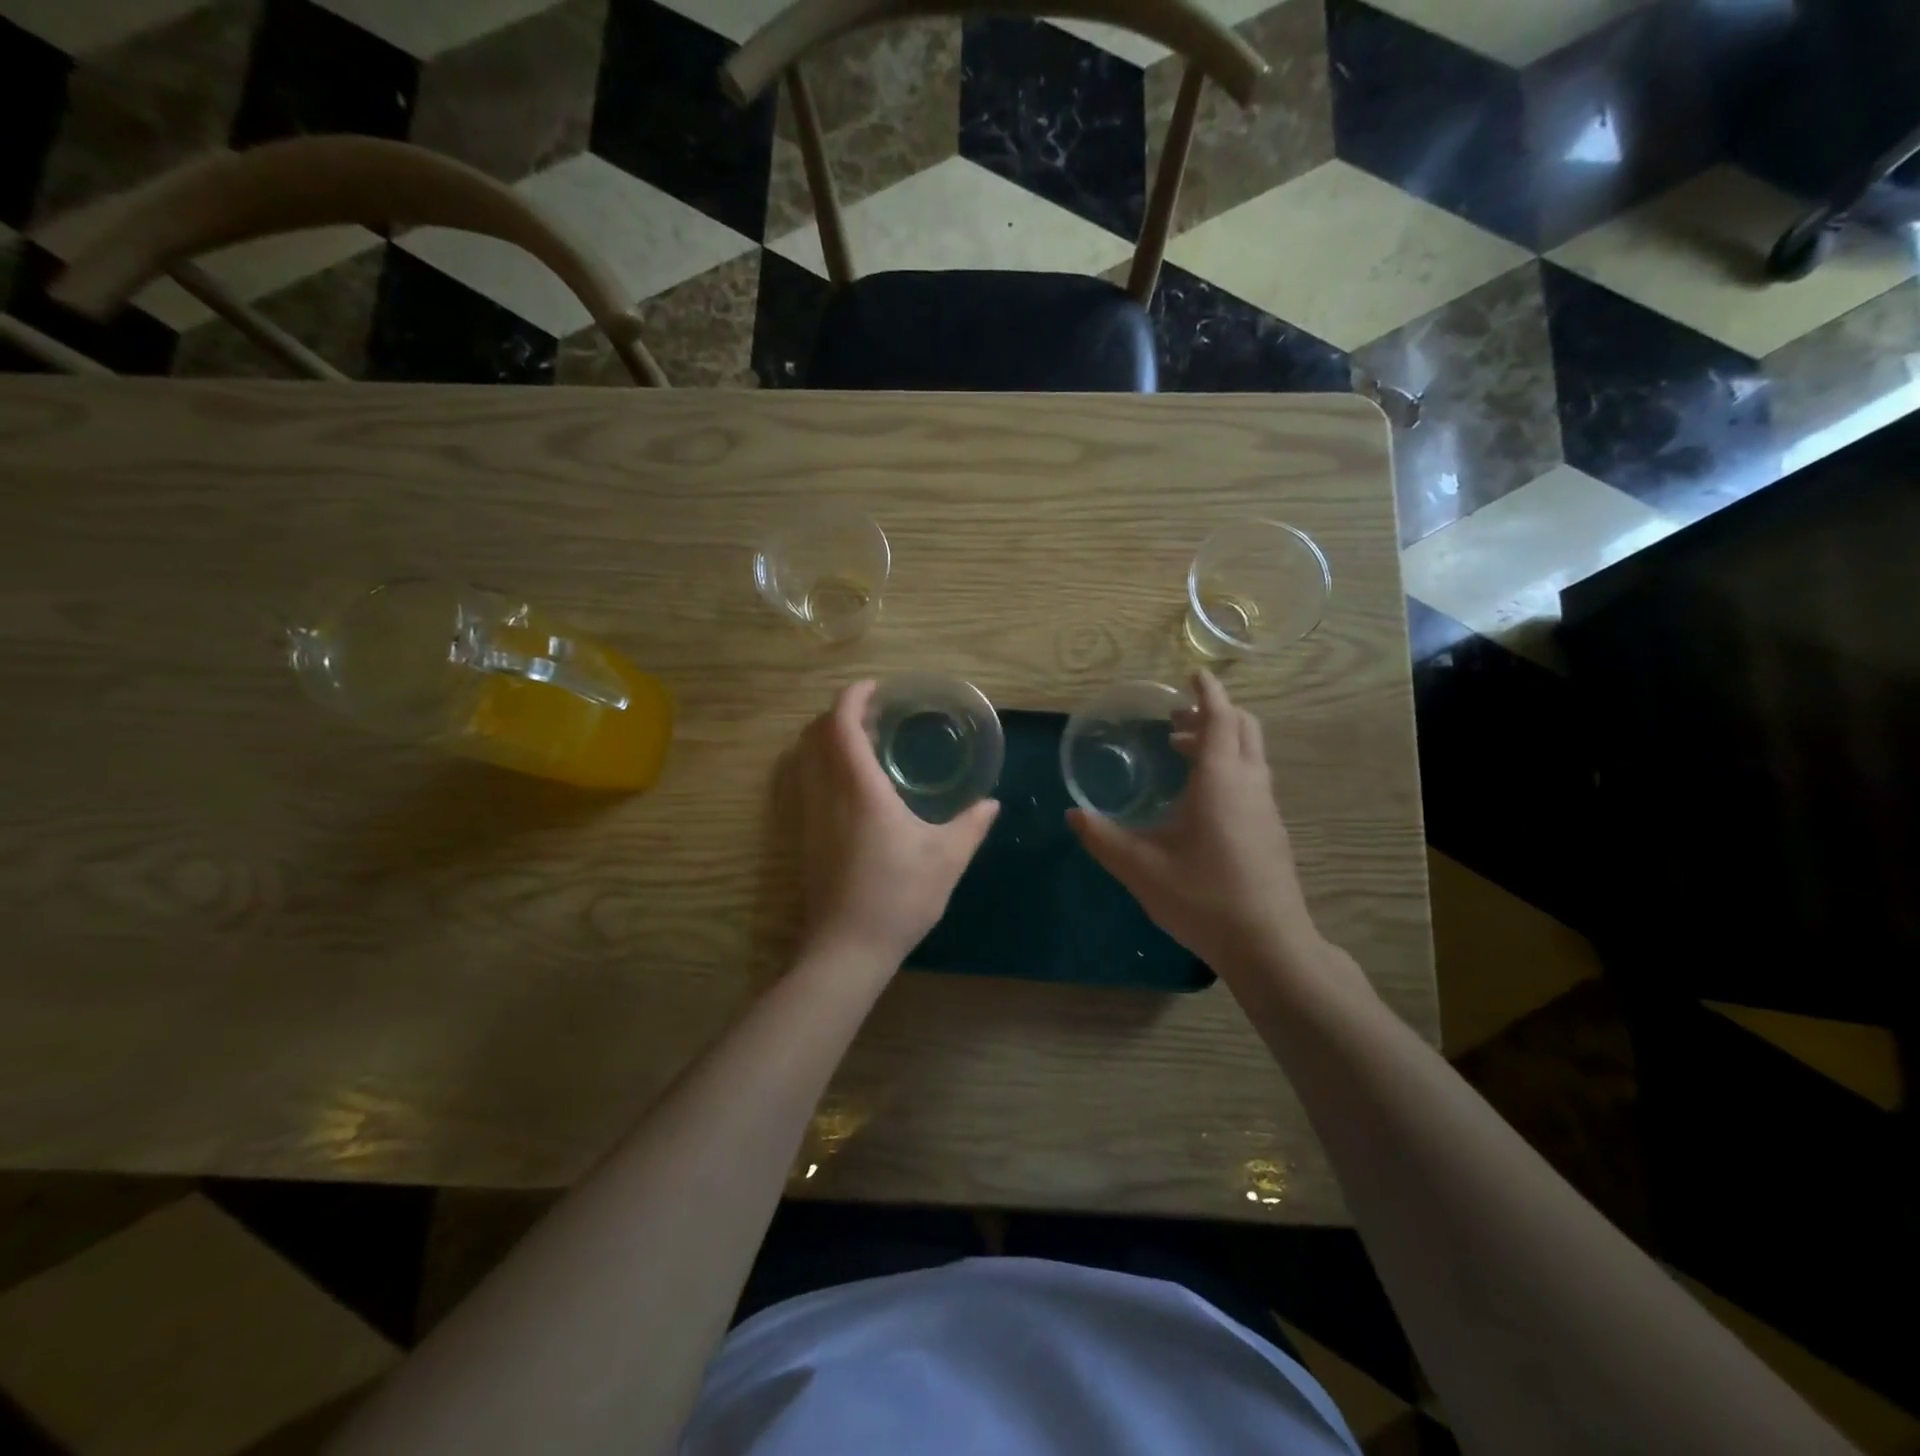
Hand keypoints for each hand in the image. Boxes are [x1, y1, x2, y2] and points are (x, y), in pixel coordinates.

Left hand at [791, 680, 999, 969]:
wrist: (848, 948)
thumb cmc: (899, 897)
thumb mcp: (946, 859)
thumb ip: (971, 826)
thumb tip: (991, 803)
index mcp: (860, 790)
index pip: (840, 724)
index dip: (852, 697)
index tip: (875, 687)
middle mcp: (827, 794)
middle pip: (814, 734)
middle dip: (839, 713)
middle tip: (875, 713)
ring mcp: (811, 816)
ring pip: (805, 758)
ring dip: (828, 739)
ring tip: (865, 743)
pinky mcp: (806, 837)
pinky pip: (807, 782)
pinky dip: (824, 764)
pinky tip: (854, 785)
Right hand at [1068, 671, 1319, 977]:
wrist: (1268, 944)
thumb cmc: (1202, 898)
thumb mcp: (1141, 868)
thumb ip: (1103, 838)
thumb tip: (1073, 815)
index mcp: (1220, 780)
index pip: (1220, 718)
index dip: (1208, 693)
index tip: (1193, 675)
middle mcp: (1249, 783)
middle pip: (1242, 728)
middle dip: (1213, 713)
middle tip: (1176, 719)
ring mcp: (1266, 807)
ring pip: (1250, 753)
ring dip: (1220, 740)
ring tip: (1181, 751)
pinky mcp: (1271, 829)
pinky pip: (1252, 777)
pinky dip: (1229, 765)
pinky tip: (1201, 797)